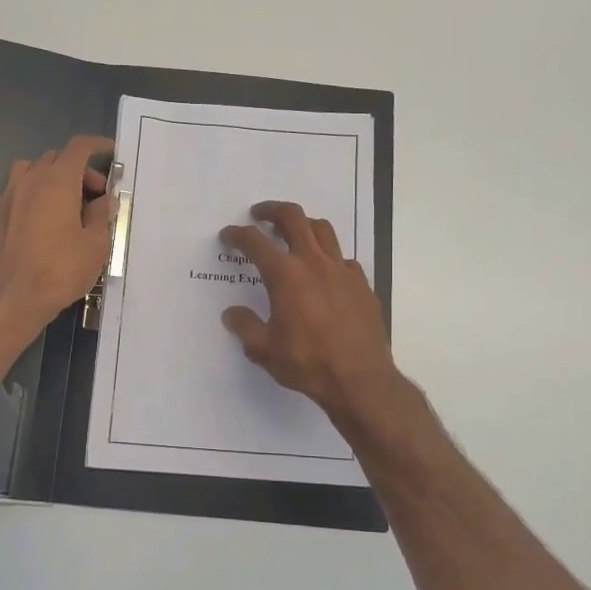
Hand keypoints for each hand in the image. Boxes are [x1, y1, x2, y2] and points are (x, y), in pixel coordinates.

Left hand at [0, 135, 115, 330]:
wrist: (12, 298)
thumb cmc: (59, 270)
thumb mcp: (95, 245)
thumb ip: (101, 216)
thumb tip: (104, 200)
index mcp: (56, 181)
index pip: (78, 148)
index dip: (97, 145)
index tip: (111, 152)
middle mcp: (29, 180)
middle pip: (56, 158)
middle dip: (79, 169)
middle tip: (96, 196)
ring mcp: (9, 196)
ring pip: (33, 170)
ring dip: (54, 178)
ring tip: (68, 204)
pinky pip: (20, 190)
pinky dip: (37, 193)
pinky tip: (47, 220)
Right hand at [219, 200, 400, 420]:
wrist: (360, 379)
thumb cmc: (307, 363)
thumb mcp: (264, 350)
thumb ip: (245, 327)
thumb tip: (232, 314)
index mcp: (285, 276)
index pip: (255, 243)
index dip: (238, 235)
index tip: (228, 235)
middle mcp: (314, 263)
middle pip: (294, 218)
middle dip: (273, 210)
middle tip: (260, 215)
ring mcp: (342, 271)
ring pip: (323, 230)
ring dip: (304, 225)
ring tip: (293, 233)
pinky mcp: (362, 284)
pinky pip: (344, 258)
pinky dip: (329, 257)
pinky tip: (325, 272)